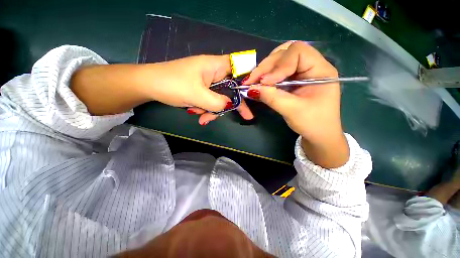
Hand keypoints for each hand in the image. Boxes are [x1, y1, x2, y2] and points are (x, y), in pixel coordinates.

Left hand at [142, 55, 253, 124]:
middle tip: (239, 117)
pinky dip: (205, 109)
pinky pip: (210, 100)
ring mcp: (207, 82)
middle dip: (228, 105)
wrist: (149, 86)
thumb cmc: (172, 84)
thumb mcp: (197, 95)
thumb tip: (231, 106)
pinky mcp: (201, 89)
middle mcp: (214, 72)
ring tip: (201, 117)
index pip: (240, 68)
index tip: (254, 95)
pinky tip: (197, 114)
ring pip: (220, 98)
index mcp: (215, 65)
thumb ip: (218, 102)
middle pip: (231, 88)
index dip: (249, 80)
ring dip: (212, 110)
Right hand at [243, 41, 348, 167]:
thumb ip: (272, 97)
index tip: (265, 82)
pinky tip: (259, 84)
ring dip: (265, 70)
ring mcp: (302, 73)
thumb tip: (251, 89)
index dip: (279, 65)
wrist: (319, 135)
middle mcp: (311, 66)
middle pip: (286, 53)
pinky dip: (266, 77)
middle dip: (267, 66)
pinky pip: (278, 73)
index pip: (297, 52)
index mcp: (320, 70)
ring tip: (254, 81)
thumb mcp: (292, 110)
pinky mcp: (294, 80)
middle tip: (252, 80)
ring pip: (280, 61)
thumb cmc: (313, 123)